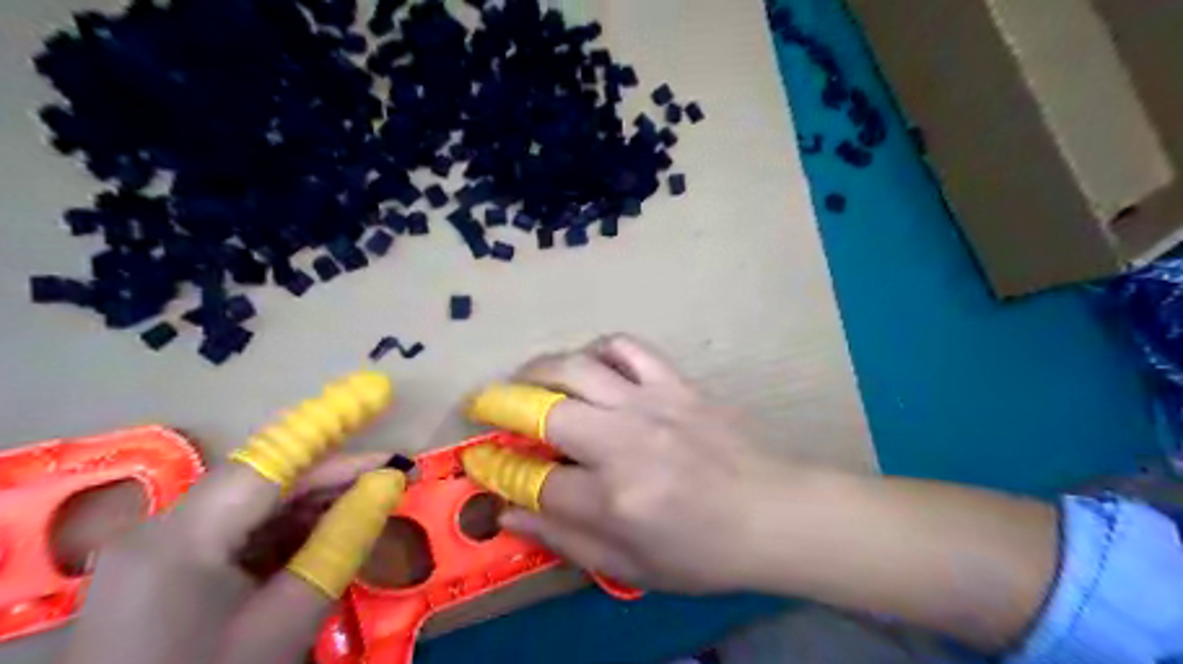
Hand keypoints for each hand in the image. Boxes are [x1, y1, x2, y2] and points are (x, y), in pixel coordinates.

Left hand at [60, 373, 411, 662]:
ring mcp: (160, 547)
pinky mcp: (166, 566)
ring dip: (315, 501)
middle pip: (265, 480)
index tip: (379, 393)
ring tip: (373, 500)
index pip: (269, 461)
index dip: (327, 422)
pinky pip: (240, 530)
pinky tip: (329, 531)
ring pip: (256, 503)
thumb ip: (340, 542)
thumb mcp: (285, 620)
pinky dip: (289, 528)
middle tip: (395, 472)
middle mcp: (162, 528)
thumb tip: (390, 483)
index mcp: (180, 539)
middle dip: (333, 474)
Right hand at [461, 334, 793, 592]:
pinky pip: (628, 346)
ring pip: (577, 367)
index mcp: (612, 499)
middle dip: (500, 404)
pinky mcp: (675, 382)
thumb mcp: (630, 566)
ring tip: (526, 377)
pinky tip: (592, 364)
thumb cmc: (703, 551)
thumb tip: (508, 514)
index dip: (498, 471)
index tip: (481, 460)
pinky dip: (600, 348)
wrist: (774, 513)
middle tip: (487, 404)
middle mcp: (623, 443)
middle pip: (542, 412)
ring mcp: (651, 404)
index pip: (533, 481)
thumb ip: (564, 539)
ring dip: (539, 368)